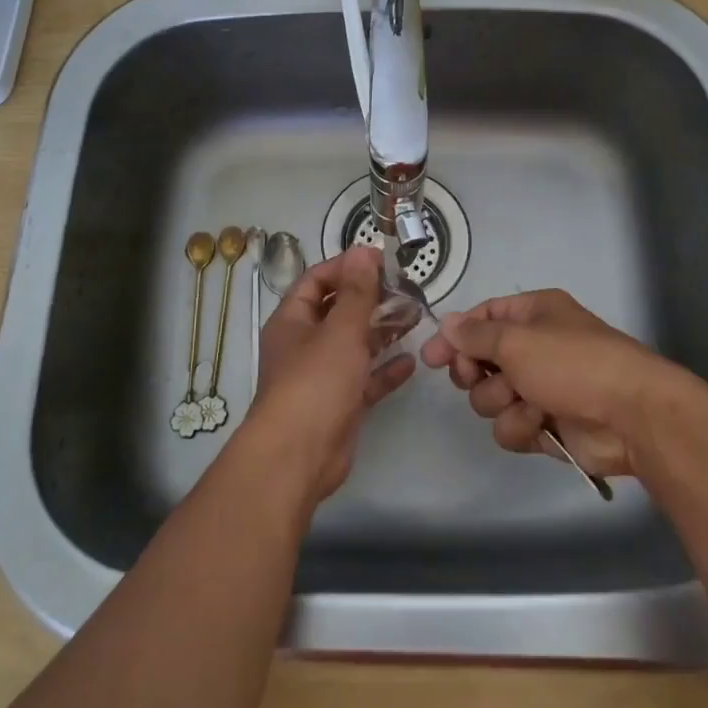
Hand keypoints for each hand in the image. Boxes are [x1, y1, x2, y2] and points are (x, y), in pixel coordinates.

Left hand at [245, 244, 414, 504]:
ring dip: (381, 331)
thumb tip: (363, 250)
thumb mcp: (340, 330)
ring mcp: (321, 376)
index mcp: (292, 320)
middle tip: (404, 288)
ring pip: (353, 345)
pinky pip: (364, 380)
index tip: (379, 260)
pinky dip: (384, 370)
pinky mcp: (339, 404)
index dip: (345, 267)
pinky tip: (411, 362)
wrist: (298, 456)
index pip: (316, 281)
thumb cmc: (315, 382)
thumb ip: (357, 292)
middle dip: (368, 298)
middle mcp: (304, 344)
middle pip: (337, 311)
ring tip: (414, 316)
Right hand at [419, 289, 678, 477]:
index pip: (481, 318)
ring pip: (490, 398)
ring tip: (526, 402)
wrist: (631, 415)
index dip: (455, 336)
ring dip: (501, 402)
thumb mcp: (516, 340)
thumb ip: (475, 335)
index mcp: (532, 314)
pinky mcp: (546, 425)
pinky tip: (541, 424)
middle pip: (480, 360)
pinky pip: (511, 426)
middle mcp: (534, 347)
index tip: (430, 357)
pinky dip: (521, 426)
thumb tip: (447, 324)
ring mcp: (540, 388)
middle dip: (475, 373)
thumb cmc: (572, 363)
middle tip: (476, 378)